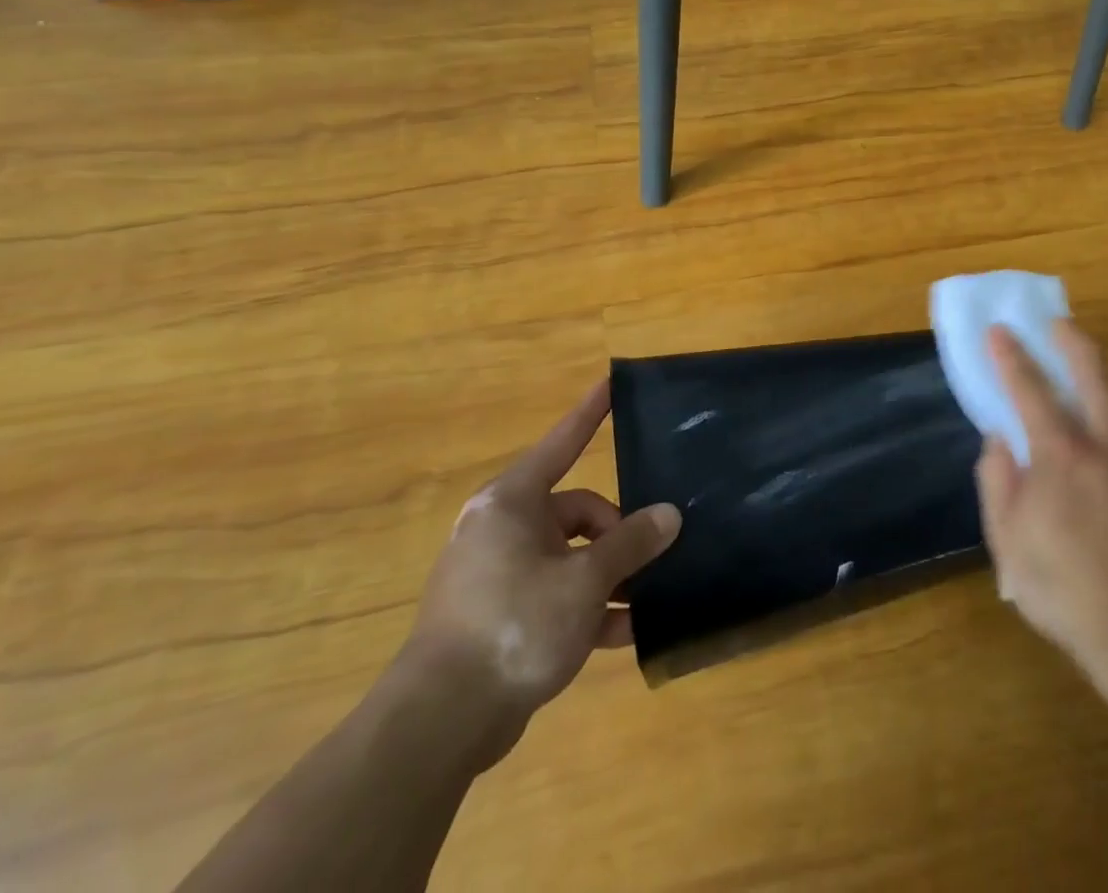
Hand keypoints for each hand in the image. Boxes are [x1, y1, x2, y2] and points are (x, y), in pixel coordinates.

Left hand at [402, 381, 680, 761]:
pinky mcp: (498, 617)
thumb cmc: (514, 625)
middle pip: (577, 512)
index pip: (563, 442)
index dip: (591, 413)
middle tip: (651, 559)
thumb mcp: (585, 580)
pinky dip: (587, 610)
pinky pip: (554, 596)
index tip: (612, 381)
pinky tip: (626, 633)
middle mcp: (502, 529)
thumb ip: (631, 543)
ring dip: (609, 577)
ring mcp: (497, 575)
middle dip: (617, 535)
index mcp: (513, 503)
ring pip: (569, 558)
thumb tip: (669, 515)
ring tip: (649, 599)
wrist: (438, 725)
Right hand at [975, 321, 1107, 710]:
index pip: (1028, 388)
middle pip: (1092, 370)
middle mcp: (1104, 444)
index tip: (998, 330)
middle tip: (1056, 325)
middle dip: (1070, 338)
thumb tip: (998, 438)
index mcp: (1059, 456)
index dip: (1009, 355)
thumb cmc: (1062, 589)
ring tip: (1095, 393)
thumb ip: (997, 481)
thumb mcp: (1007, 542)